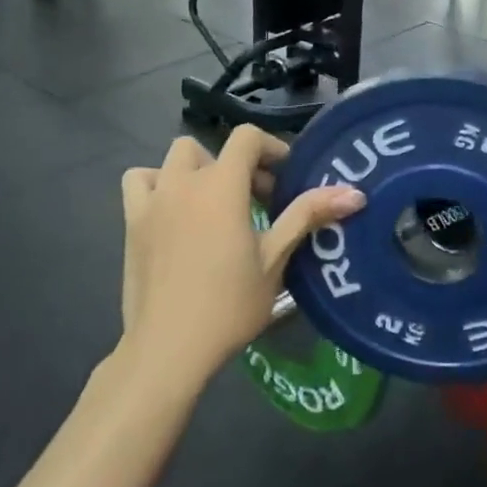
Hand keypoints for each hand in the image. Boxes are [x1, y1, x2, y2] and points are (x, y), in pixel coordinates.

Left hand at [118, 127, 363, 392]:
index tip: (285, 180)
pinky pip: (140, 181)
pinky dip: (157, 184)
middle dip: (239, 166)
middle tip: (258, 203)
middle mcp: (184, 181)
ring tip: (214, 205)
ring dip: (198, 171)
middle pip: (214, 149)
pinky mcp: (132, 222)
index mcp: (221, 185)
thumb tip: (355, 193)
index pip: (247, 138)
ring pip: (175, 159)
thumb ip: (308, 215)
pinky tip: (172, 212)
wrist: (169, 348)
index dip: (271, 149)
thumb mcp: (275, 259)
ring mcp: (153, 200)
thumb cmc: (229, 304)